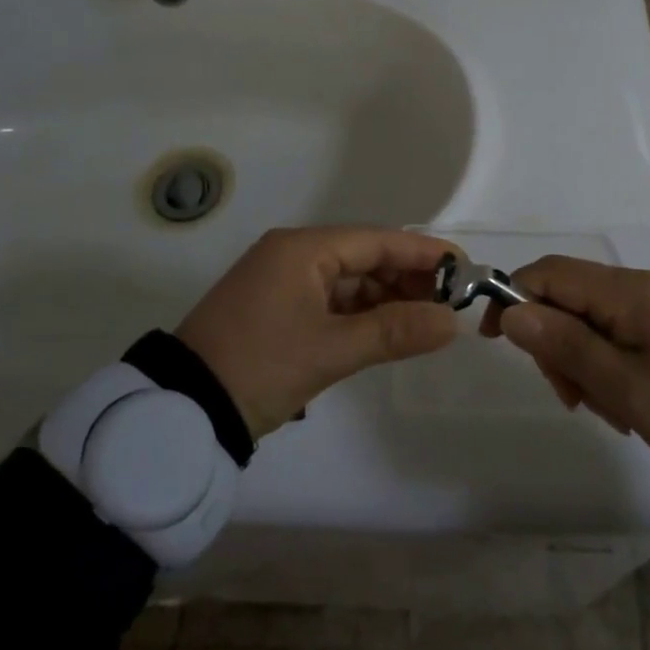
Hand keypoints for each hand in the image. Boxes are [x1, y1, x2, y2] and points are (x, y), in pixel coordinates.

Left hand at [176, 226, 460, 439]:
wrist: (185, 408)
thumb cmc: (260, 366)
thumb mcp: (331, 350)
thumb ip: (394, 331)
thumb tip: (452, 322)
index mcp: (303, 249)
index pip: (377, 240)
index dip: (423, 253)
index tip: (464, 268)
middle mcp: (293, 254)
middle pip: (365, 256)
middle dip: (408, 278)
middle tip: (451, 303)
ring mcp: (283, 280)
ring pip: (349, 279)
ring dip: (386, 297)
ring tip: (427, 320)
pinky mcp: (277, 307)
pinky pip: (331, 299)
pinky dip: (360, 312)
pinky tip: (388, 328)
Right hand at [482, 257, 649, 479]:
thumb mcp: (623, 386)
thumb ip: (565, 345)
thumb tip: (510, 311)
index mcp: (627, 291)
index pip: (549, 273)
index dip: (514, 297)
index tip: (497, 341)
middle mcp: (639, 287)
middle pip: (567, 298)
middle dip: (554, 343)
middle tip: (571, 397)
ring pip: (589, 321)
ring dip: (581, 362)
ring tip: (607, 409)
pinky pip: (616, 335)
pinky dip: (606, 366)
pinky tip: (624, 404)